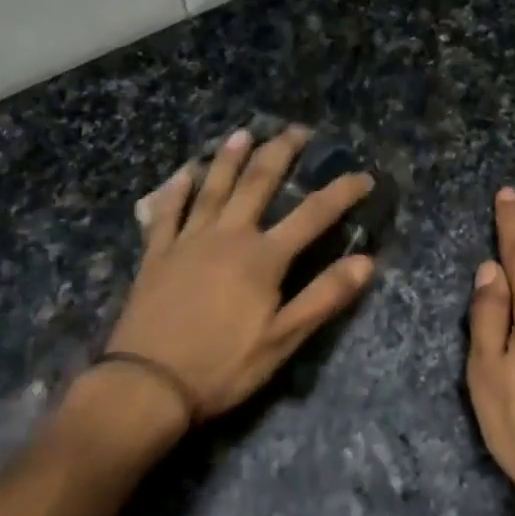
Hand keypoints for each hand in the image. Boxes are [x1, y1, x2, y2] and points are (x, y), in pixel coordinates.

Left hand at [103, 125, 376, 440]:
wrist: (147, 385)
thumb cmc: (222, 367)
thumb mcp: (282, 340)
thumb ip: (324, 297)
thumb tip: (367, 261)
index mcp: (262, 258)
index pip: (312, 215)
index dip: (341, 193)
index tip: (363, 176)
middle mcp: (227, 236)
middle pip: (257, 183)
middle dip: (280, 153)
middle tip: (297, 130)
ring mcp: (187, 242)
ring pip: (211, 188)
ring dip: (228, 158)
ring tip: (242, 134)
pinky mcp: (156, 255)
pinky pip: (166, 213)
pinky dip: (175, 191)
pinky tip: (182, 174)